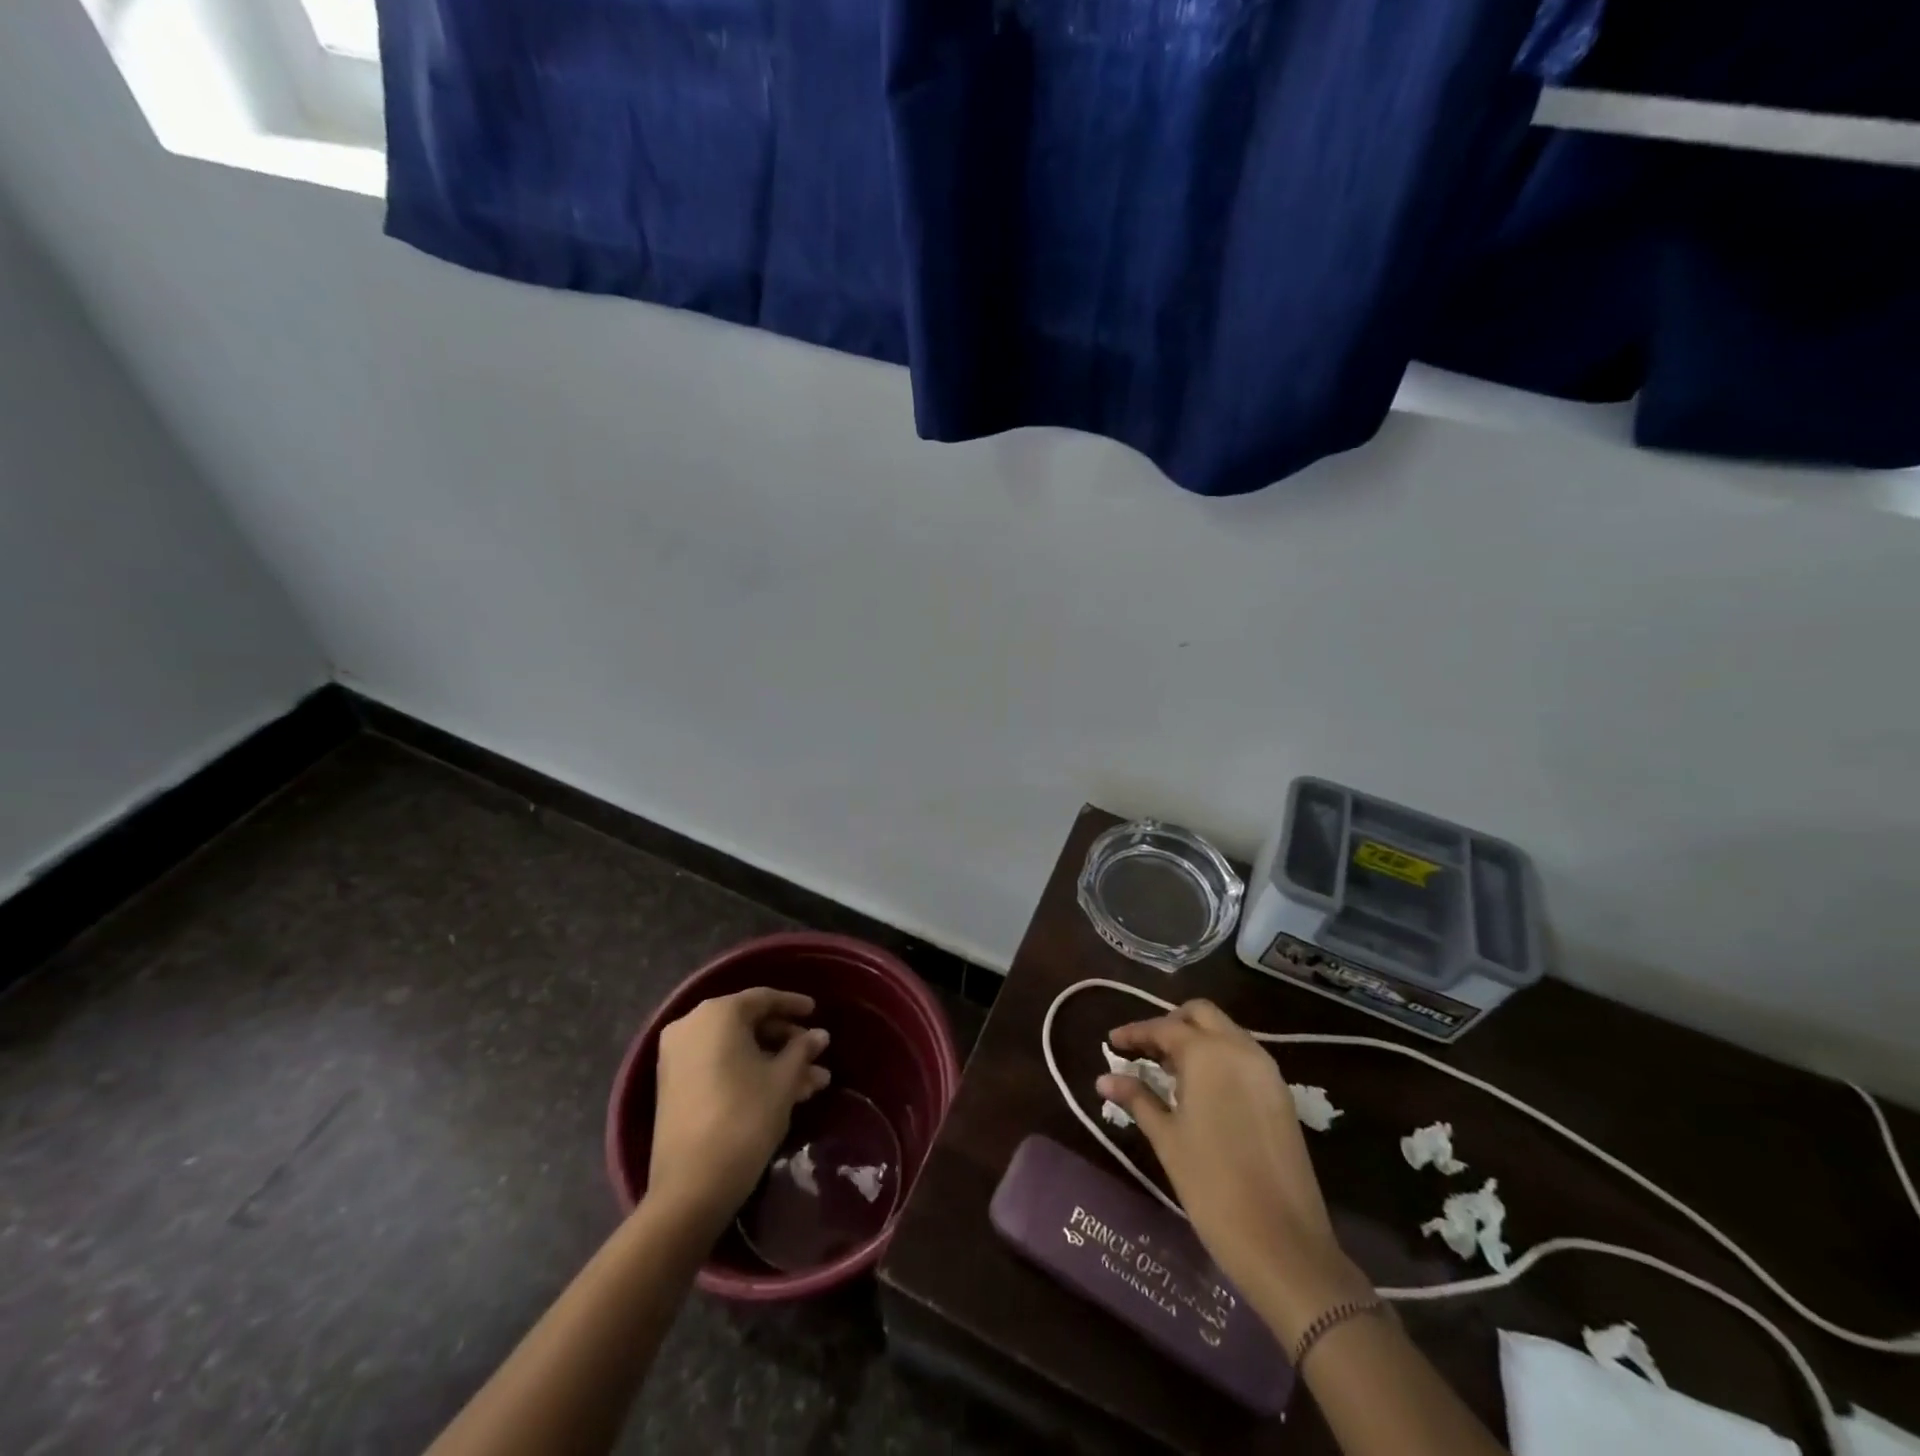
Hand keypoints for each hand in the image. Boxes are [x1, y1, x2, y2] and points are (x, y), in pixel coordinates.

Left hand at [647, 988, 830, 1233]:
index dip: (793, 1005)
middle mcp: (691, 1026)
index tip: (817, 1012)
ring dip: (773, 1062)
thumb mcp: (783, 1080)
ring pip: (736, 1049)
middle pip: (748, 1024)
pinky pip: (719, 1065)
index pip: (763, 998)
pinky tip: (783, 1092)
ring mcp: (677, 1057)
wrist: (691, 1187)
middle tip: (816, 1056)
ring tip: (812, 1084)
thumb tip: (820, 1035)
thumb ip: (802, 1050)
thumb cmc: (744, 1117)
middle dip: (787, 1042)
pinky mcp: (674, 1086)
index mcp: (717, 1014)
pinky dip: (748, 1072)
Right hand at [1098, 999, 1368, 1339]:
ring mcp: (1266, 1071)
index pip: (1164, 1028)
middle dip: (1171, 1024)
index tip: (1111, 1042)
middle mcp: (1240, 1049)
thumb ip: (1137, 1098)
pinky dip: (1219, 1058)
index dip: (1135, 1033)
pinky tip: (1201, 1090)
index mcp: (1208, 1054)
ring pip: (1226, 1032)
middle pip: (1201, 1015)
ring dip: (1197, 1039)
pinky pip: (1244, 1057)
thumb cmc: (1212, 1186)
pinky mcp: (1281, 1095)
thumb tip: (1104, 1079)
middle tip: (1146, 1050)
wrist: (1284, 1244)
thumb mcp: (1167, 1139)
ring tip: (1169, 1071)